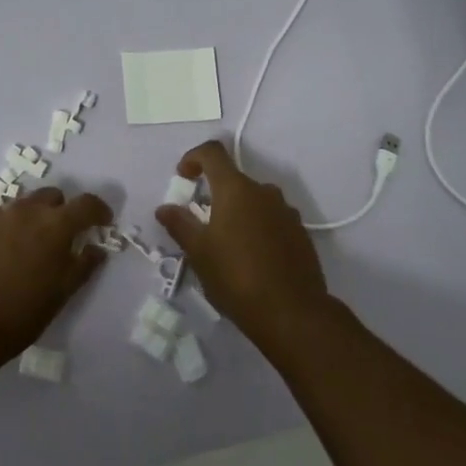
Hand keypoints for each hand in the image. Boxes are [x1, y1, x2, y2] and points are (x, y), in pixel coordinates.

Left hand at [0, 187, 111, 375]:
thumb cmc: (22, 312)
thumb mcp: (62, 293)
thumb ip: (83, 265)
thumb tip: (96, 249)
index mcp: (55, 225)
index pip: (86, 204)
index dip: (99, 211)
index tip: (103, 222)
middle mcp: (27, 210)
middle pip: (53, 197)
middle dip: (63, 211)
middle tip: (64, 237)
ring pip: (25, 205)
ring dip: (35, 217)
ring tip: (32, 246)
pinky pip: (2, 217)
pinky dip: (12, 227)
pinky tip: (6, 253)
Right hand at [155, 141, 331, 337]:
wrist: (292, 312)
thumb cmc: (236, 277)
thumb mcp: (199, 252)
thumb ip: (180, 224)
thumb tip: (164, 208)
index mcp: (236, 190)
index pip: (213, 153)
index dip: (193, 157)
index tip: (183, 177)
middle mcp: (264, 192)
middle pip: (234, 180)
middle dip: (215, 194)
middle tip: (201, 224)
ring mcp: (286, 212)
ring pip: (255, 201)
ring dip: (237, 212)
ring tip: (226, 245)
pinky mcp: (300, 233)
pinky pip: (272, 219)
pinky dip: (257, 228)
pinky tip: (251, 258)